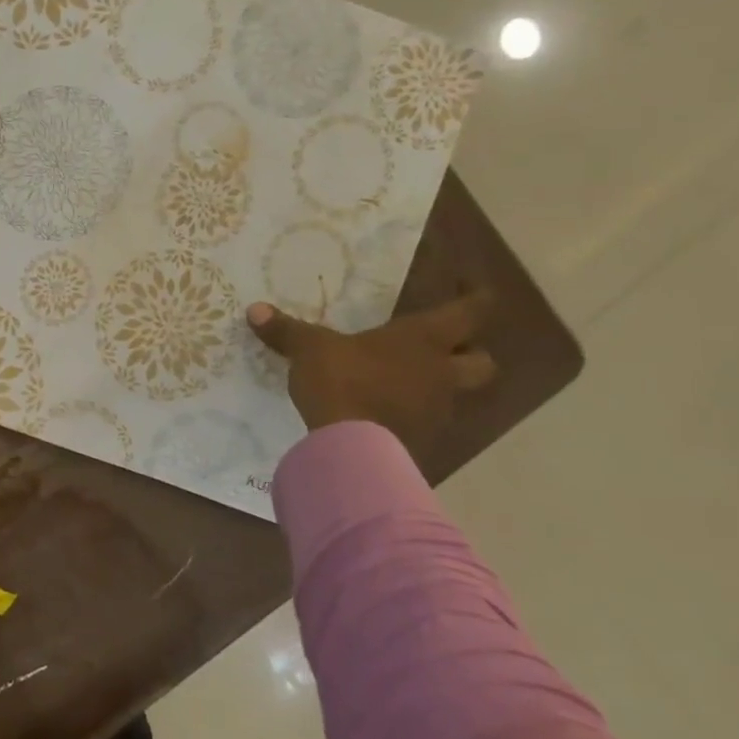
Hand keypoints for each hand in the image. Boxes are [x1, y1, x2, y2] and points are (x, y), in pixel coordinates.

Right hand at [246, 291, 496, 449]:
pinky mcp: (423, 443)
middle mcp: (441, 374)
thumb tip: (255, 310)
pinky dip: (414, 416)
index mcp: (423, 340)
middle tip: (447, 347)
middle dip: (472, 352)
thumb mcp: (309, 349)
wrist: (351, 449)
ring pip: (457, 395)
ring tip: (406, 382)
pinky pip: (428, 423)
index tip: (474, 289)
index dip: (476, 299)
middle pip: (483, 362)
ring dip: (439, 386)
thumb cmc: (342, 381)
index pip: (470, 313)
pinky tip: (387, 413)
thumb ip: (287, 331)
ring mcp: (437, 412)